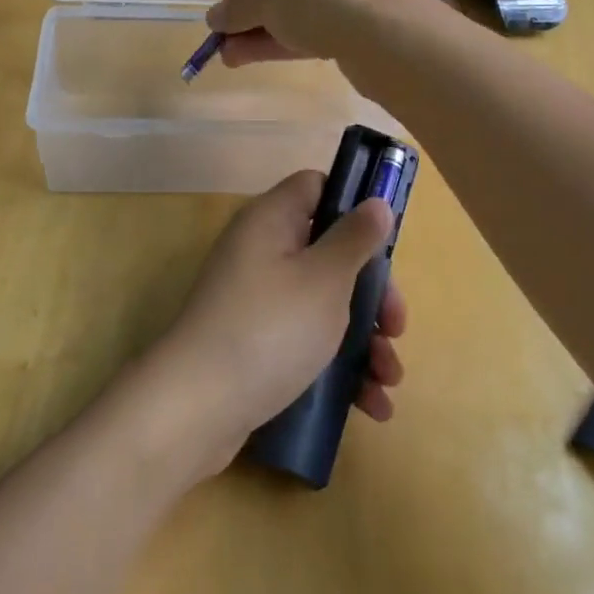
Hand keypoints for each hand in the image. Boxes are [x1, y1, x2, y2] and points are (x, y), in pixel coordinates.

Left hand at [147, 170, 405, 477]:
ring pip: (323, 303)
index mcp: (271, 220)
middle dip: (372, 292)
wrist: (197, 407)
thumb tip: (375, 201)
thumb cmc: (269, 329)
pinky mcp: (256, 343)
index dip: (353, 203)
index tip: (387, 239)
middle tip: (396, 326)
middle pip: (329, 252)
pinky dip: (339, 366)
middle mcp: (261, 252)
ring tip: (390, 378)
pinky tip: (372, 404)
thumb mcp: (324, 280)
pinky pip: (306, 340)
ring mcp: (257, 299)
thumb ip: (354, 239)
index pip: (315, 187)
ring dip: (364, 338)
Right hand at [206, 0, 424, 67]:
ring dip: (268, 30)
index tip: (226, 11)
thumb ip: (236, 8)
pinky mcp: (378, 16)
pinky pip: (328, 22)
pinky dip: (294, 38)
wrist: (388, 35)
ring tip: (233, 58)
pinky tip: (260, 58)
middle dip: (254, 13)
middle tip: (228, 38)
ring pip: (307, 5)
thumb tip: (214, 19)